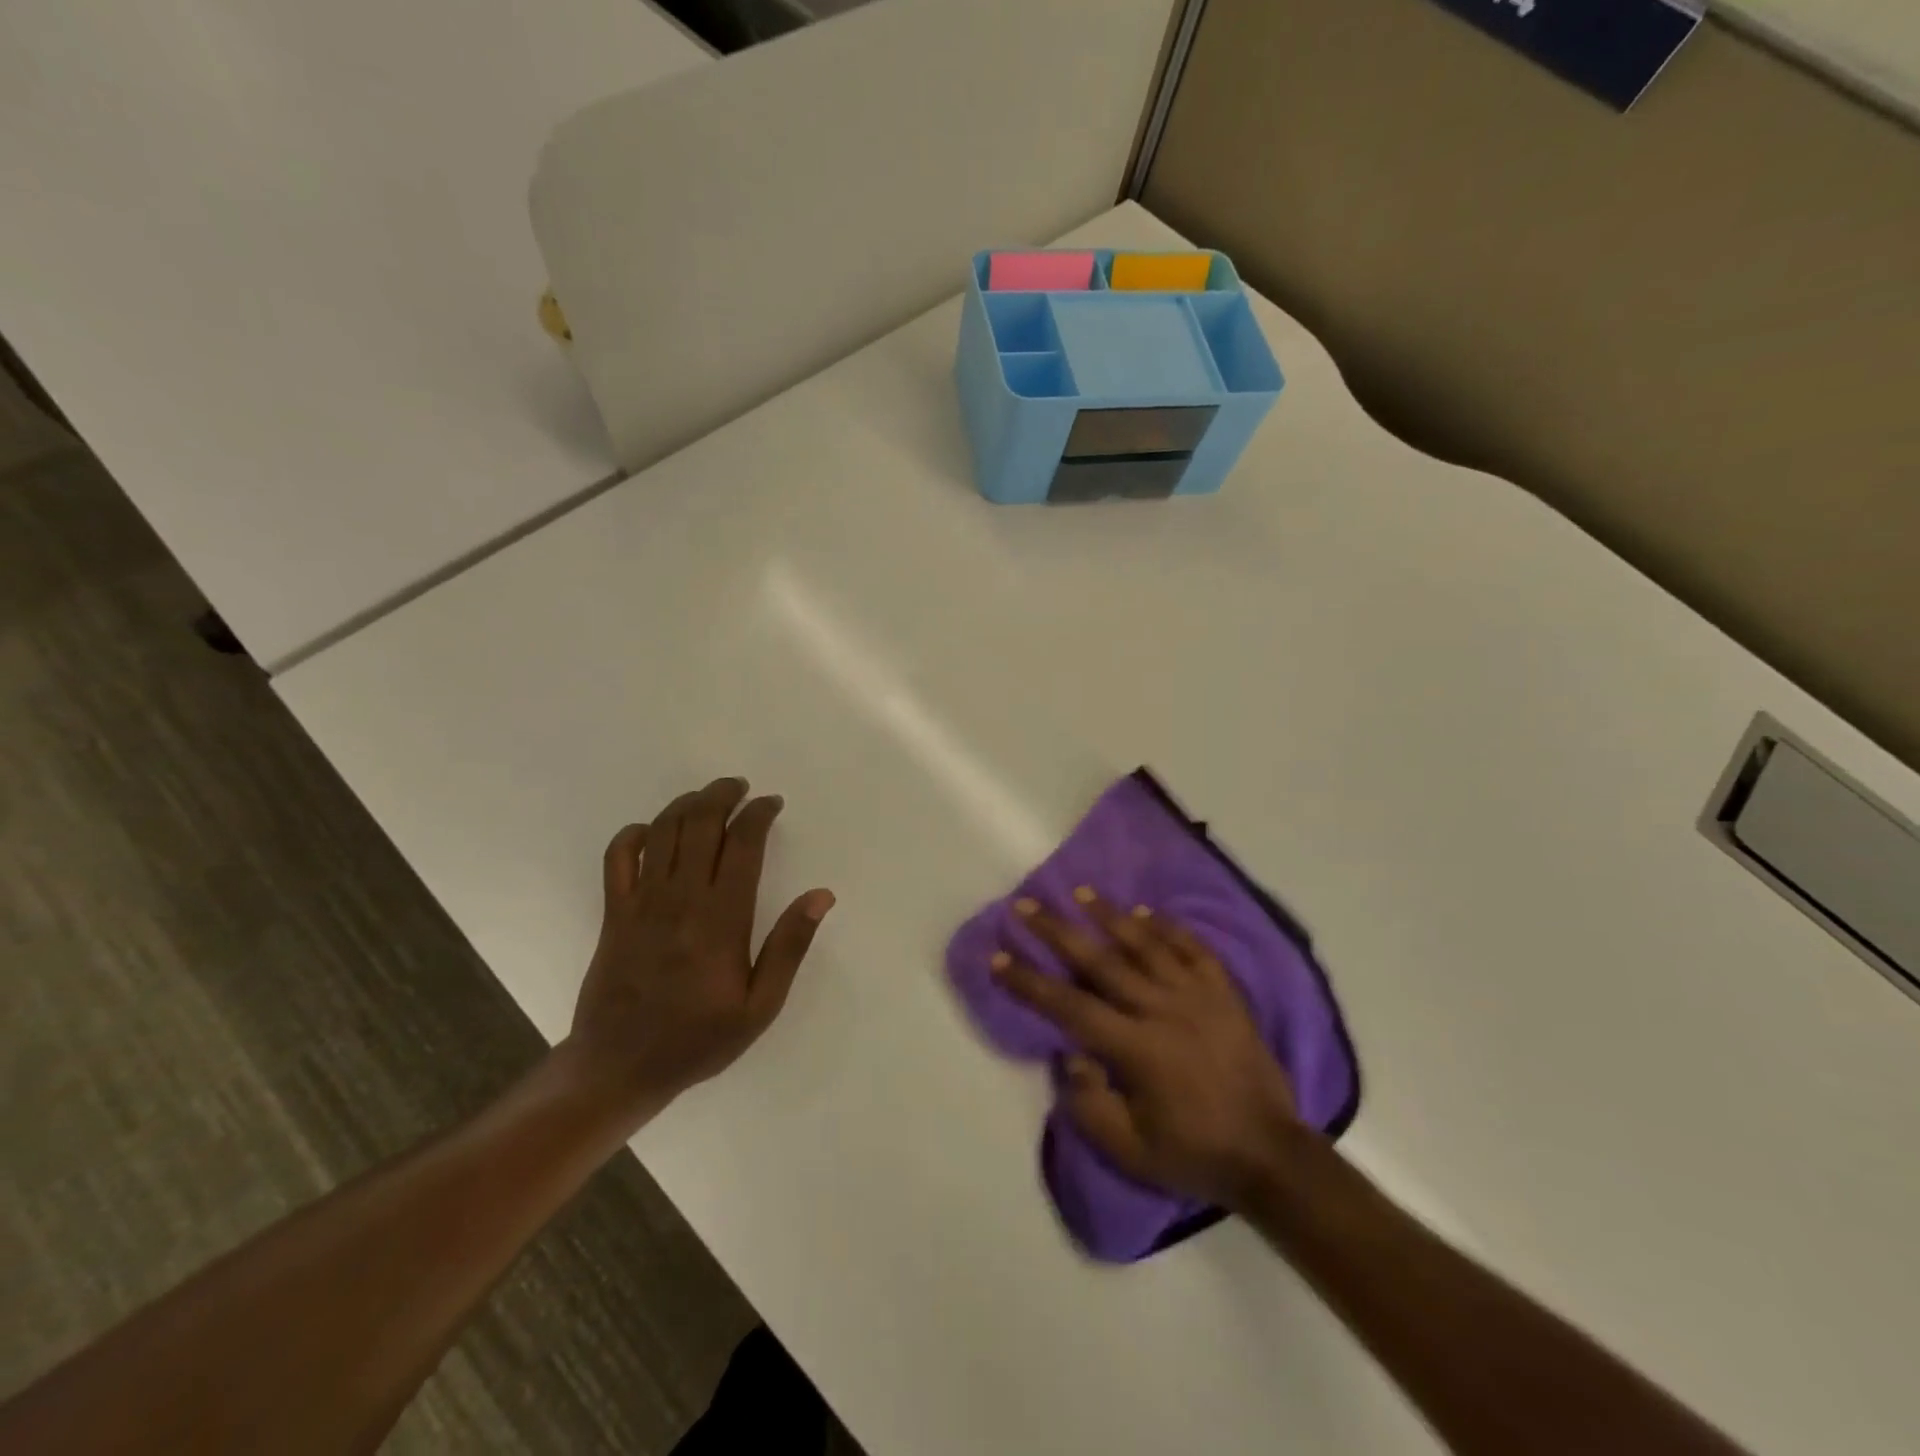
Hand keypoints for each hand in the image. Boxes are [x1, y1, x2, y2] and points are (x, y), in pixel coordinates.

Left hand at [564, 777, 834, 1118]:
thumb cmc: (698, 1038)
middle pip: (700, 824)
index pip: (742, 844)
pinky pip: (618, 857)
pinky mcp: (613, 912)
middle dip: (722, 795)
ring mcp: (641, 903)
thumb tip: (821, 896)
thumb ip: (790, 946)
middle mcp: (681, 899)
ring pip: (662, 831)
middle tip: (740, 787)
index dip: (758, 814)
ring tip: (707, 797)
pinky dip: (634, 834)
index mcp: (721, 919)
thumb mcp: (760, 1006)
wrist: (619, 1067)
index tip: (772, 803)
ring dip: (686, 804)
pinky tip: (652, 831)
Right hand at [992, 890, 1303, 1209]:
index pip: (1069, 1005)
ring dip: (1110, 914)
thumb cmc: (1193, 1154)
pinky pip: (1193, 948)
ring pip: (1146, 943)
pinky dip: (1169, 926)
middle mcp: (1162, 1009)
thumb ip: (1089, 1102)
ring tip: (1081, 891)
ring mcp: (1198, 995)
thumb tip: (1069, 1053)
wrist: (1271, 1155)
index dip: (1029, 981)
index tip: (998, 957)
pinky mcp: (1225, 992)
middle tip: (1026, 904)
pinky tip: (1147, 911)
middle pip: (1100, 960)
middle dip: (1057, 930)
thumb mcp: (1130, 1150)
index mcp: (1136, 1048)